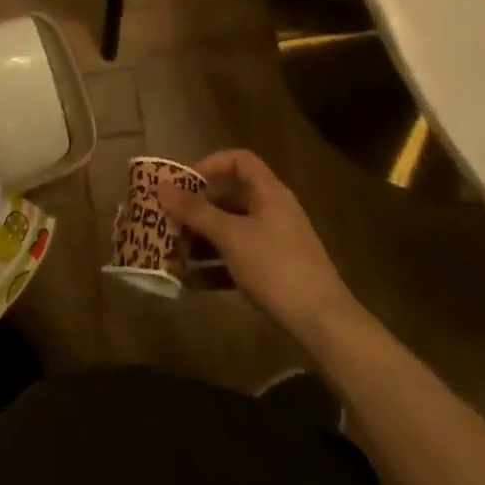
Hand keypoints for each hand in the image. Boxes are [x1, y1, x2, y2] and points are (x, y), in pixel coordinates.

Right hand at [159, 150, 361, 342]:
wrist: (323, 324)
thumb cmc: (276, 267)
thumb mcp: (231, 236)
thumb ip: (195, 211)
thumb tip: (161, 186)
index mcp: (269, 193)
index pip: (240, 161)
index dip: (211, 164)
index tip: (185, 182)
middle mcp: (273, 213)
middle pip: (229, 199)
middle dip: (197, 211)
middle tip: (169, 222)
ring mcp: (275, 245)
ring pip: (231, 232)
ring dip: (201, 241)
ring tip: (172, 253)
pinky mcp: (273, 274)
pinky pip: (237, 261)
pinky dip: (214, 267)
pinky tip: (189, 281)